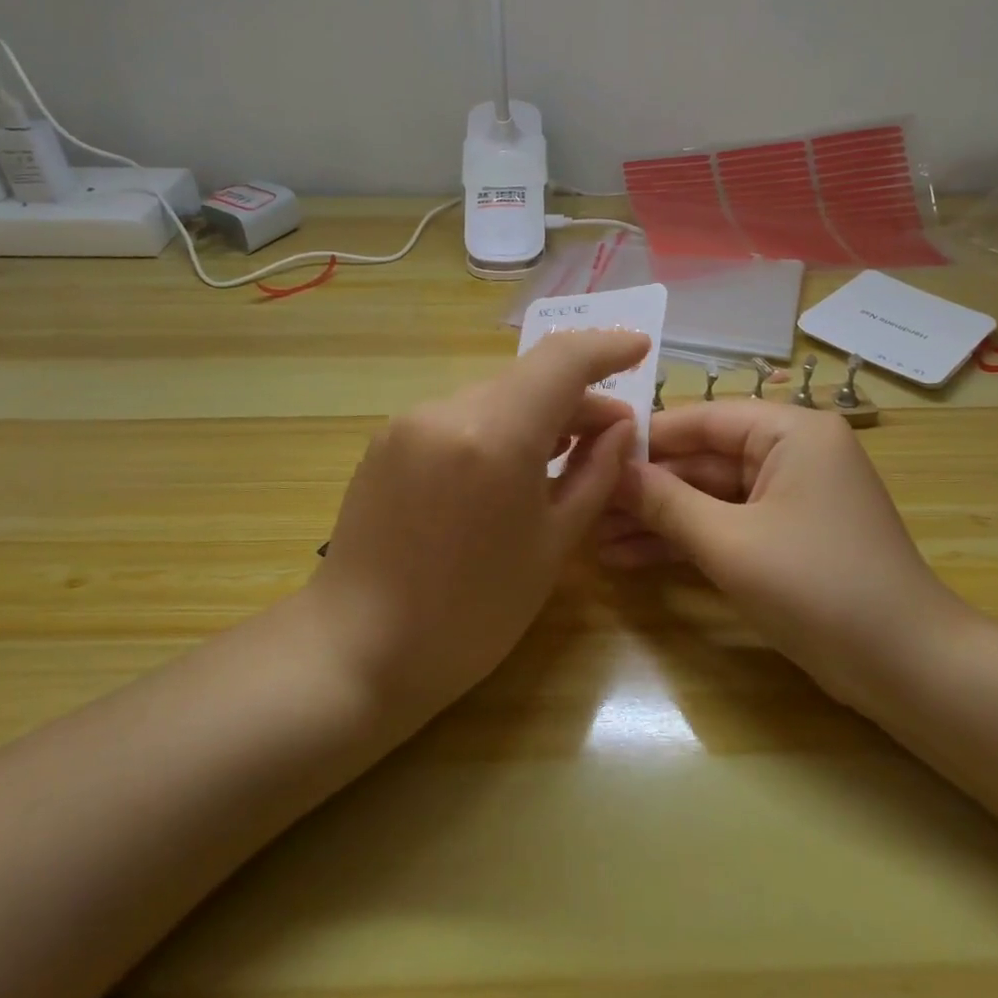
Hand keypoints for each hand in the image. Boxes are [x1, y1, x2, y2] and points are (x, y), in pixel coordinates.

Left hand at [306, 329, 650, 711]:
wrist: (357, 650)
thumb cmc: (472, 614)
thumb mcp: (552, 546)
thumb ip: (594, 475)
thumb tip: (621, 429)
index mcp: (496, 434)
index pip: (562, 360)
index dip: (607, 347)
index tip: (640, 348)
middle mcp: (448, 409)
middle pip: (528, 379)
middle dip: (576, 398)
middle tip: (611, 437)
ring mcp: (410, 421)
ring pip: (493, 398)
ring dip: (535, 415)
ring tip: (564, 455)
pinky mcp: (387, 439)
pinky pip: (459, 418)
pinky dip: (495, 428)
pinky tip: (507, 469)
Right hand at [598, 403, 970, 714]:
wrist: (907, 669)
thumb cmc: (819, 587)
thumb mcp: (731, 542)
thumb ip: (666, 502)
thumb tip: (610, 470)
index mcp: (791, 432)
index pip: (703, 419)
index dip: (645, 438)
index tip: (590, 451)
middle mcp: (792, 453)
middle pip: (703, 460)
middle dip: (646, 489)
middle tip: (586, 505)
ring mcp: (789, 497)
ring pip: (710, 497)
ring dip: (658, 519)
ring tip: (596, 540)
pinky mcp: (786, 537)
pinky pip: (726, 525)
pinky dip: (686, 541)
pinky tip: (631, 558)